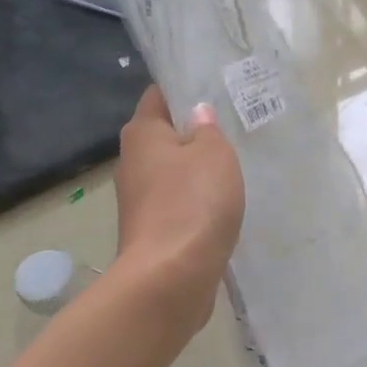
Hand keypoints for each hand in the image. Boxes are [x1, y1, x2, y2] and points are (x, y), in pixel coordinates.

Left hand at [114, 86, 243, 333]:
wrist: (171, 277)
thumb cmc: (193, 202)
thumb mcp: (214, 153)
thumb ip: (208, 129)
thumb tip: (197, 115)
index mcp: (141, 133)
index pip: (159, 96)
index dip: (185, 89)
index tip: (216, 88)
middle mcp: (132, 162)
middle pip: (165, 135)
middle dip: (194, 131)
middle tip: (234, 126)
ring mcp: (139, 200)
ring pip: (173, 172)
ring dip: (197, 169)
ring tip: (235, 164)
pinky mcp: (152, 231)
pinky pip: (178, 203)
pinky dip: (197, 201)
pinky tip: (223, 203)